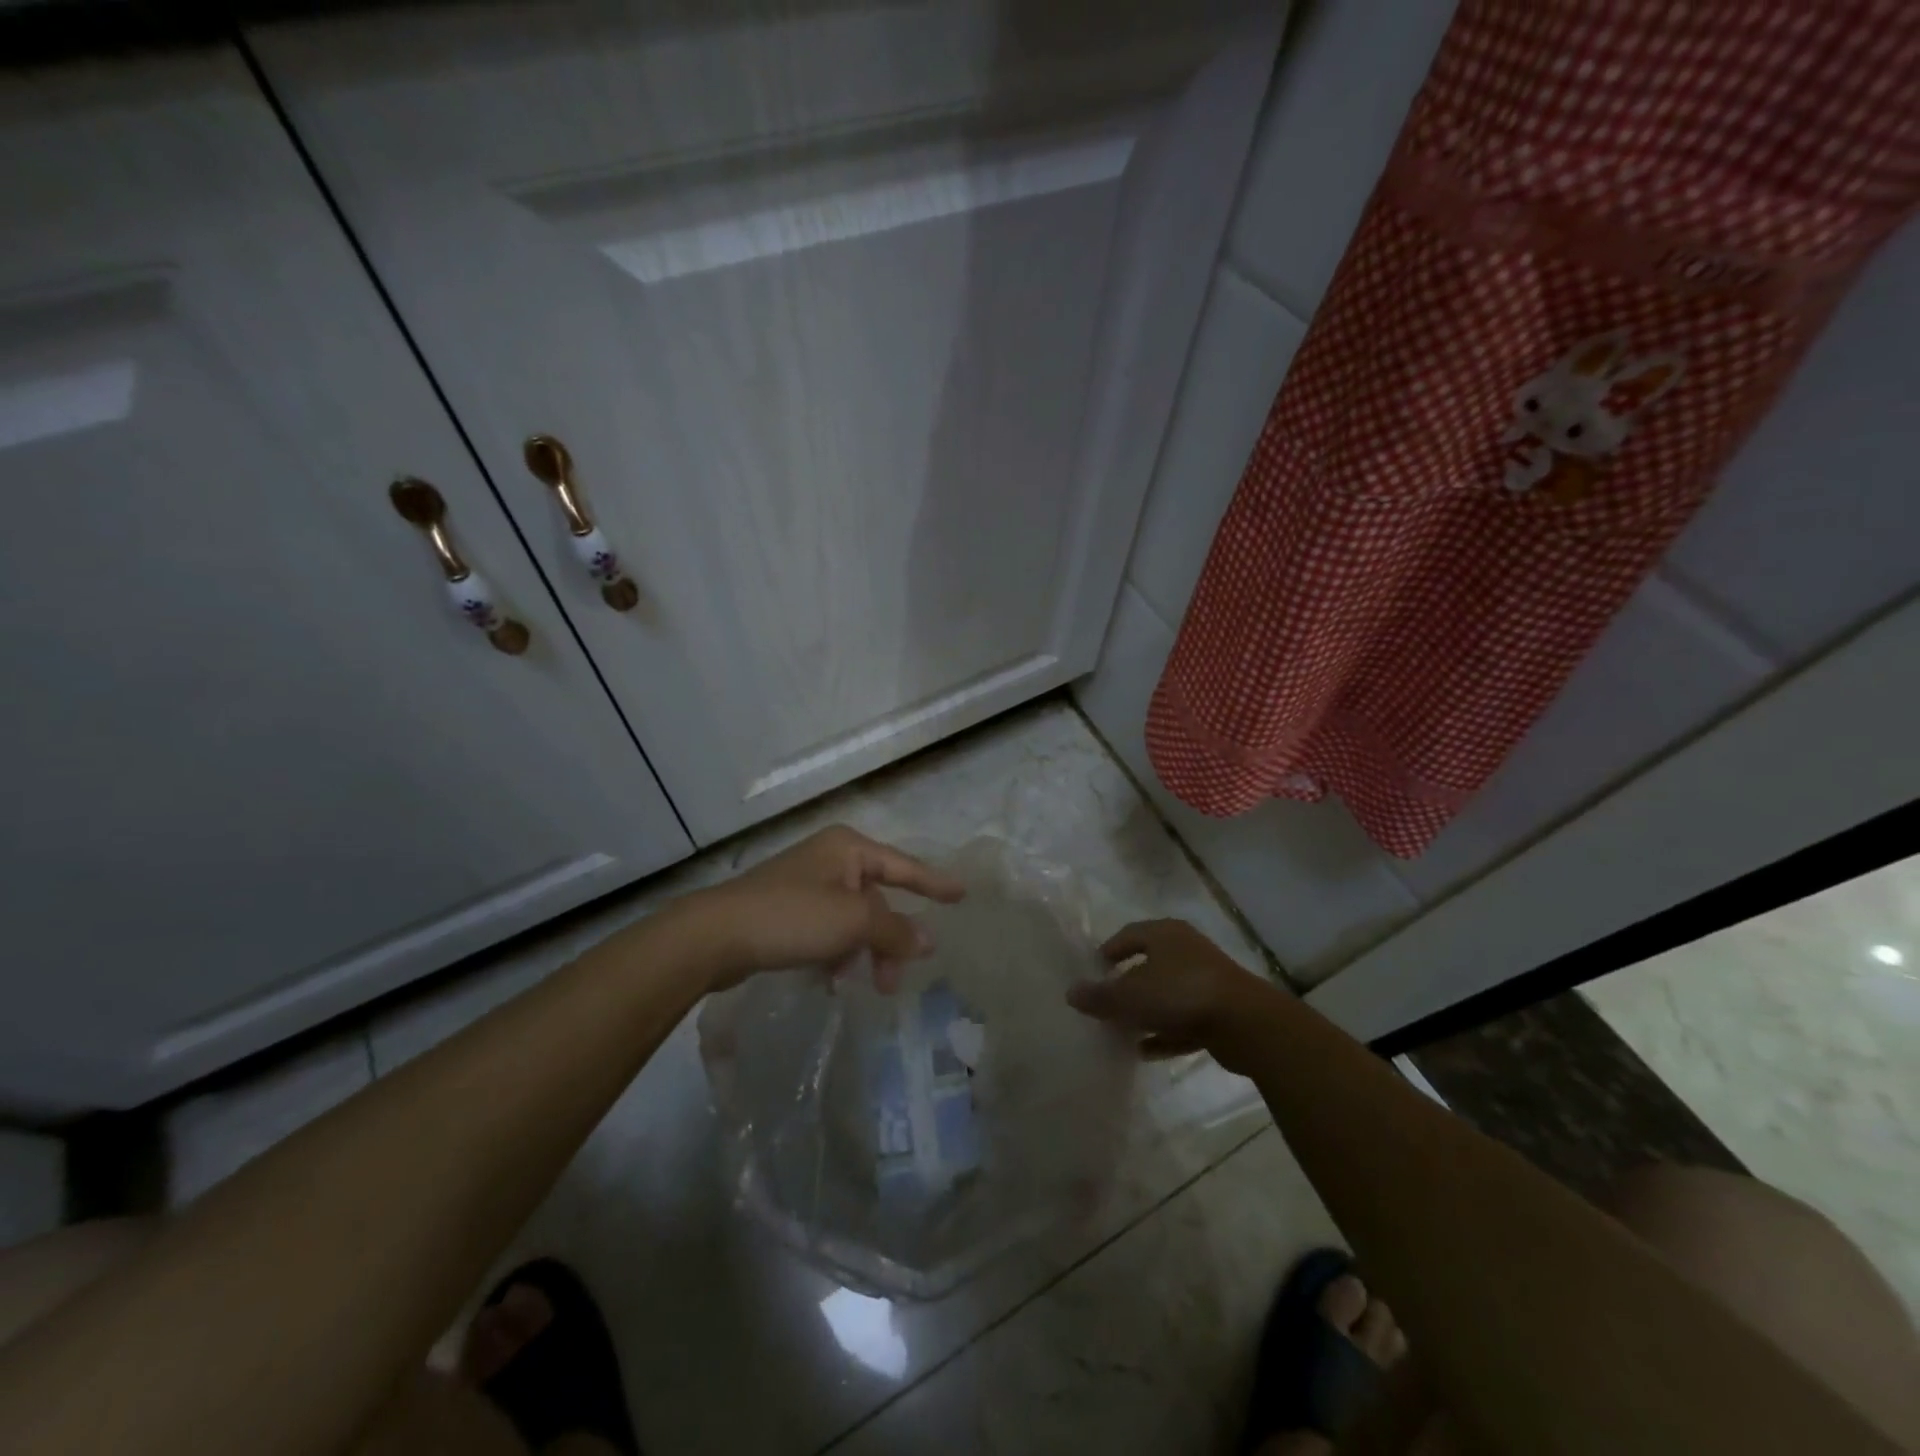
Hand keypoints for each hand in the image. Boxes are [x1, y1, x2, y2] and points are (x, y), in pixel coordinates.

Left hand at [688, 825, 965, 990]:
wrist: (715, 936)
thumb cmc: (792, 916)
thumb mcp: (852, 922)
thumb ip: (894, 930)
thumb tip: (928, 941)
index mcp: (848, 848)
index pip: (904, 866)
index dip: (934, 883)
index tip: (962, 895)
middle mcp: (830, 859)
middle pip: (876, 899)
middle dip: (888, 939)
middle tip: (895, 980)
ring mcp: (806, 884)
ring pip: (852, 919)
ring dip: (862, 951)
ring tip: (862, 985)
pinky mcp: (786, 910)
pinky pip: (827, 930)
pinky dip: (836, 953)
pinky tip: (831, 980)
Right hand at [1066, 919, 1277, 1068]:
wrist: (1247, 1023)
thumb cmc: (1180, 994)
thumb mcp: (1130, 996)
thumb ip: (1099, 996)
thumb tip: (1071, 992)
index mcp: (1165, 934)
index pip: (1129, 935)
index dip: (1109, 951)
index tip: (1093, 970)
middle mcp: (1186, 950)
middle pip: (1148, 965)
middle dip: (1125, 985)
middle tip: (1104, 1003)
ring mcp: (1206, 981)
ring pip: (1166, 994)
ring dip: (1144, 1012)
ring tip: (1119, 1031)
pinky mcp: (1220, 1011)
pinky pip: (1183, 1020)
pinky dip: (1164, 1033)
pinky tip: (1144, 1051)